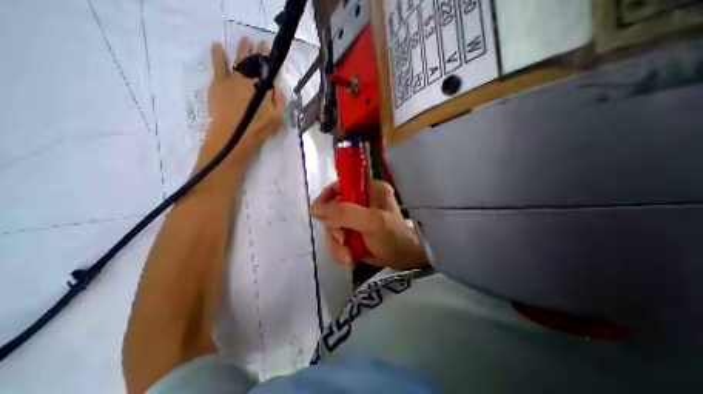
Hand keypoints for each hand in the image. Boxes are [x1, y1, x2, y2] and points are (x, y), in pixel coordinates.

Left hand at [202, 37, 282, 160]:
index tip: (269, 49)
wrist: (234, 134)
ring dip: (242, 49)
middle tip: (259, 42)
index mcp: (263, 87)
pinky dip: (217, 54)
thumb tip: (277, 89)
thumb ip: (279, 102)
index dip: (268, 59)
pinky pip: (218, 65)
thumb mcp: (278, 118)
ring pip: (238, 60)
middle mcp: (248, 79)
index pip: (266, 69)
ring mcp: (232, 79)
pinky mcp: (218, 83)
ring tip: (245, 40)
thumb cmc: (259, 128)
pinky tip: (217, 45)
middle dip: (257, 51)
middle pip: (253, 62)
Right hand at [311, 181, 428, 268]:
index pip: (340, 185)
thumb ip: (344, 213)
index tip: (320, 215)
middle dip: (335, 229)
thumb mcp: (372, 223)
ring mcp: (356, 216)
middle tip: (344, 241)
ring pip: (333, 226)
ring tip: (349, 256)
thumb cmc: (393, 237)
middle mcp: (361, 200)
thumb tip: (314, 209)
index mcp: (368, 188)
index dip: (327, 198)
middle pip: (333, 209)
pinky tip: (350, 258)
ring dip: (337, 244)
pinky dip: (340, 250)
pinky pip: (337, 238)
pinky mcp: (354, 230)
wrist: (405, 260)